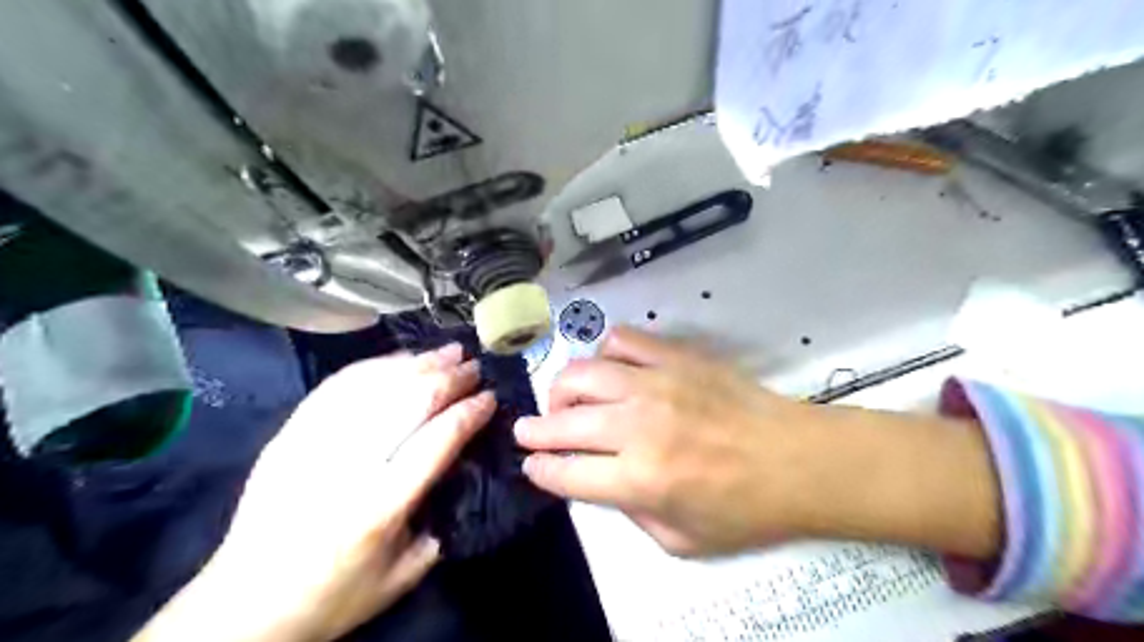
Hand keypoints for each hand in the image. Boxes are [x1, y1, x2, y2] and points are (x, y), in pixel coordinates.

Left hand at [134, 345, 491, 640]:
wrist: (244, 605)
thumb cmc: (333, 596)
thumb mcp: (404, 574)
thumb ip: (440, 523)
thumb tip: (458, 472)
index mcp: (382, 505)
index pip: (438, 439)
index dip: (469, 412)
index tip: (490, 397)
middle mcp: (350, 465)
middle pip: (410, 402)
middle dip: (450, 379)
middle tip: (474, 367)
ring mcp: (315, 443)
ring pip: (376, 385)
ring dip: (418, 363)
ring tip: (446, 351)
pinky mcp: (291, 434)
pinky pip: (338, 386)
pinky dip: (375, 366)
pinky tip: (399, 358)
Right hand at [520, 328, 1002, 558]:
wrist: (799, 460)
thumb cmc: (745, 509)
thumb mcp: (682, 539)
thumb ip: (631, 513)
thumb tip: (600, 481)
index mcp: (641, 479)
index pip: (567, 472)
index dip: (540, 470)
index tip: (530, 465)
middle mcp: (639, 426)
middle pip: (564, 421)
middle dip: (534, 429)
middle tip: (526, 430)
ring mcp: (656, 384)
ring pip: (583, 374)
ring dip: (561, 389)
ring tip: (564, 400)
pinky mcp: (676, 357)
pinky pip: (624, 341)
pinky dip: (606, 353)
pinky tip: (610, 369)